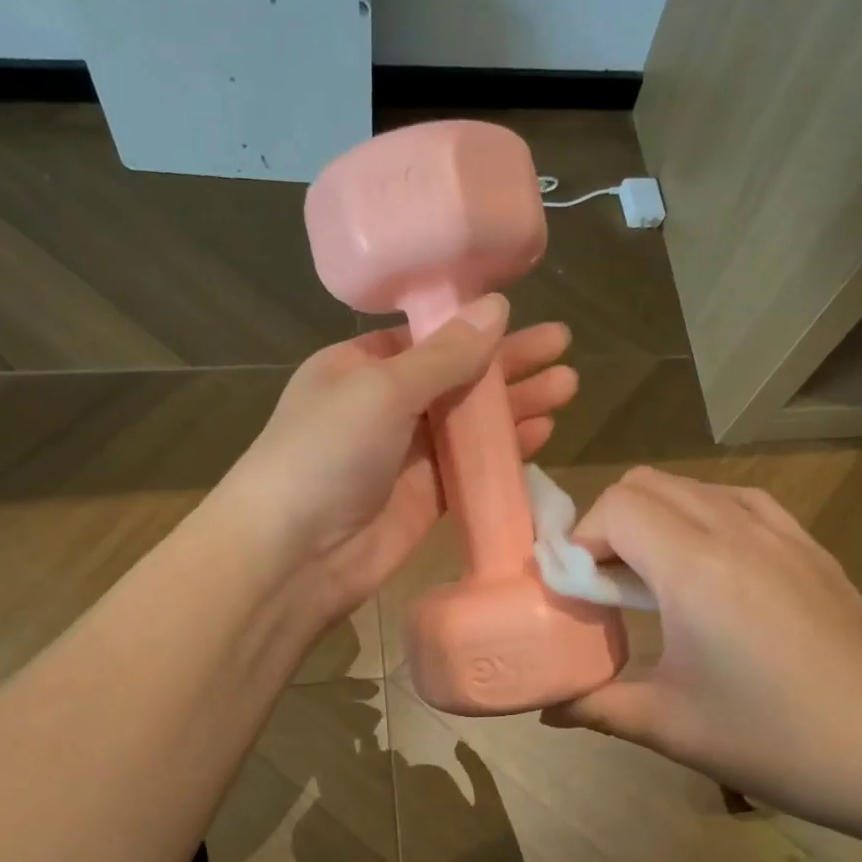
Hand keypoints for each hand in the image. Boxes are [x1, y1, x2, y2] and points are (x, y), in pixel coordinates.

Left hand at [225, 295, 575, 617]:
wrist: (294, 555)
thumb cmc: (325, 454)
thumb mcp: (381, 389)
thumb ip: (444, 355)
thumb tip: (497, 306)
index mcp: (358, 367)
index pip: (425, 337)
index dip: (474, 326)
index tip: (523, 314)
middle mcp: (383, 407)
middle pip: (457, 377)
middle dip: (509, 365)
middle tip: (564, 350)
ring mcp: (405, 456)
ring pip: (470, 423)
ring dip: (515, 406)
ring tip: (567, 388)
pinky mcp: (425, 499)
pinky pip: (472, 467)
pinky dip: (504, 451)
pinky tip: (542, 434)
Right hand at [544, 467, 861, 832]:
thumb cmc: (772, 740)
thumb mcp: (669, 726)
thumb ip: (596, 705)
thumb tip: (547, 707)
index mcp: (695, 568)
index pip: (616, 506)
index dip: (582, 540)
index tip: (580, 590)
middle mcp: (735, 530)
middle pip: (647, 484)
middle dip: (610, 523)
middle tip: (606, 583)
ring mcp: (781, 533)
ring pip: (693, 486)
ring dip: (656, 517)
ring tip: (654, 576)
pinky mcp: (810, 547)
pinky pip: (740, 502)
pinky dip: (705, 517)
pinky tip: (710, 566)